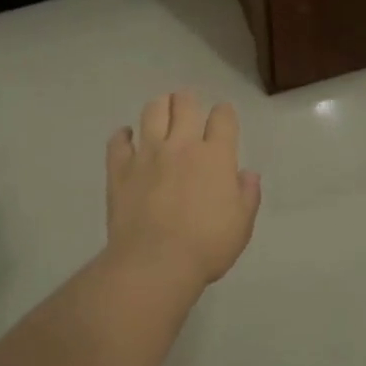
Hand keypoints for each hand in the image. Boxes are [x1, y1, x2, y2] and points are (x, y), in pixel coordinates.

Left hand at [106, 91, 261, 287]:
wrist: (155, 264)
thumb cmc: (206, 247)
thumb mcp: (241, 225)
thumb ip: (248, 195)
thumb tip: (247, 174)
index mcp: (215, 156)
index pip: (223, 117)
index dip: (224, 114)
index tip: (223, 120)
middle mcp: (182, 145)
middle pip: (184, 103)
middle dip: (188, 101)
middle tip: (188, 111)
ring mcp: (148, 154)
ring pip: (152, 111)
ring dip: (159, 107)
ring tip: (161, 114)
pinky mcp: (120, 169)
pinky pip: (118, 141)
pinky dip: (123, 136)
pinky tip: (127, 138)